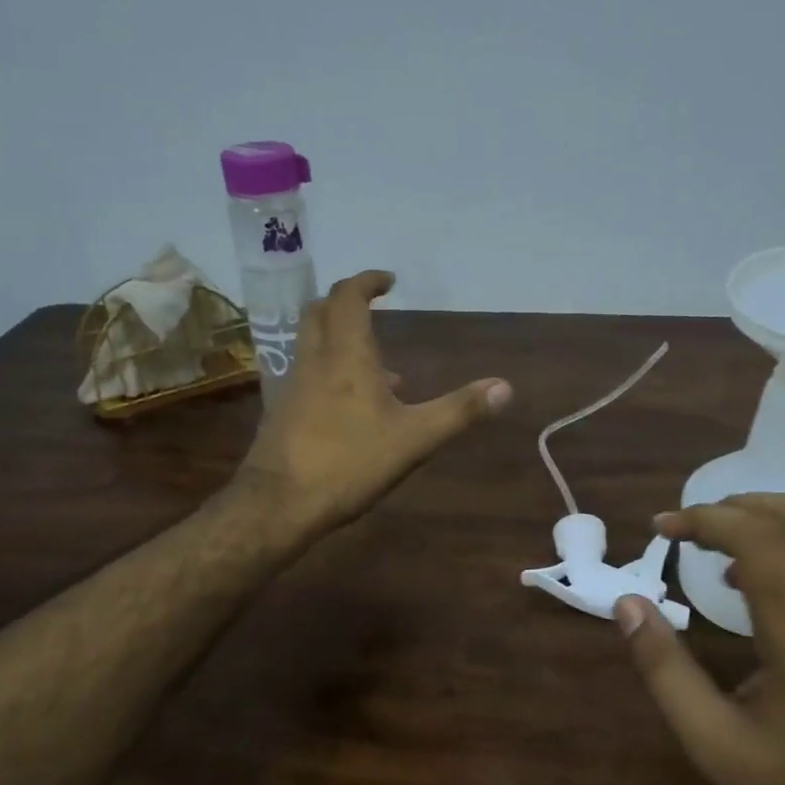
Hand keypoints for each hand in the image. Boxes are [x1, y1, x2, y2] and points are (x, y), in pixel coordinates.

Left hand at [233, 270, 510, 541]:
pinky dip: (330, 373)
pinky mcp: (282, 413)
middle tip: (372, 307)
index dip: (367, 281)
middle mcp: (314, 361)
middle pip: (319, 312)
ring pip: (312, 346)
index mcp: (346, 356)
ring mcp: (292, 387)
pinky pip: (308, 376)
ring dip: (340, 341)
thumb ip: (460, 411)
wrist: (278, 504)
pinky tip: (353, 411)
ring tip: (380, 369)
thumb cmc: (349, 463)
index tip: (388, 280)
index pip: (348, 297)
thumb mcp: (415, 439)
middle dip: (345, 302)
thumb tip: (506, 387)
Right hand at [614, 494, 784, 784]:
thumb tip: (628, 604)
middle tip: (688, 528)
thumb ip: (665, 670)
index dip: (705, 520)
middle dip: (735, 505)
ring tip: (715, 544)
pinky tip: (752, 578)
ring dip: (764, 517)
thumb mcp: (714, 745)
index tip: (661, 529)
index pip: (760, 540)